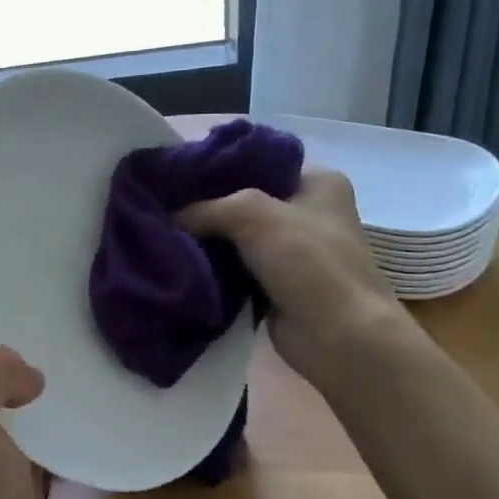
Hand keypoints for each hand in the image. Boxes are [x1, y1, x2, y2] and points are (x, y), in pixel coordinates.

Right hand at [174, 166, 413, 385]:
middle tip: (159, 204)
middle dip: (201, 204)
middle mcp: (306, 210)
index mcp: (317, 181)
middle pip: (239, 198)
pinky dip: (208, 265)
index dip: (213, 165)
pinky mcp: (273, 281)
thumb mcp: (251, 214)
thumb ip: (202, 208)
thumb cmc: (308, 263)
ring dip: (202, 237)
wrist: (339, 337)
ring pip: (232, 234)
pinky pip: (231, 264)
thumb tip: (164, 218)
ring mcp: (290, 249)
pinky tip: (177, 260)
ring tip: (160, 230)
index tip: (171, 173)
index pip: (255, 160)